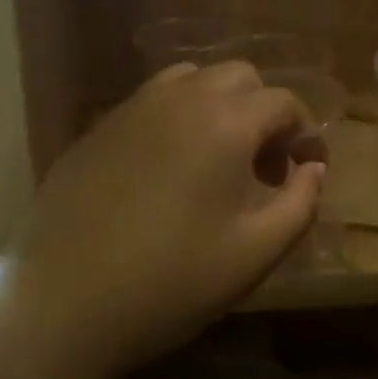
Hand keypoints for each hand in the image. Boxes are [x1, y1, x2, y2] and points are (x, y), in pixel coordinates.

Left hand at [0, 61, 324, 378]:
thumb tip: (314, 169)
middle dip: (264, 112)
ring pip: (191, 81)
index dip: (306, 132)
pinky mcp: (98, 128)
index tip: (308, 168)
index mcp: (225, 123)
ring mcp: (132, 109)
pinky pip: (151, 103)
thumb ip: (300, 204)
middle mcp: (179, 99)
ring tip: (217, 160)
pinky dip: (177, 118)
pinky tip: (168, 170)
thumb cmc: (171, 282)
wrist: (63, 301)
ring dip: (219, 107)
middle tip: (264, 167)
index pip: (283, 102)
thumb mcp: (255, 253)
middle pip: (239, 77)